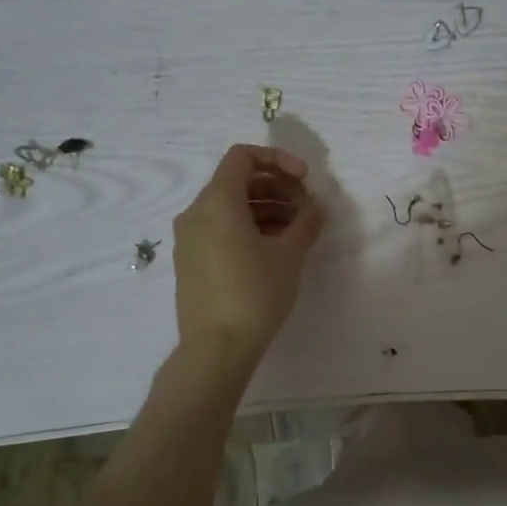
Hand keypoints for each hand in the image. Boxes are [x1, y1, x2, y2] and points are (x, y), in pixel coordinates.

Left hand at [172, 144, 326, 366]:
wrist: (216, 348)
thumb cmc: (255, 293)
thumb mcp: (289, 255)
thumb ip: (307, 222)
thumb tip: (317, 205)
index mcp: (217, 202)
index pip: (242, 157)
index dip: (277, 160)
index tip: (305, 180)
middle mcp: (196, 213)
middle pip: (238, 181)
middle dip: (276, 187)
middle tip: (307, 207)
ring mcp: (189, 239)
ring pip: (230, 207)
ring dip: (266, 208)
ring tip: (297, 231)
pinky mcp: (191, 262)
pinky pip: (220, 229)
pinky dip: (248, 227)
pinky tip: (274, 249)